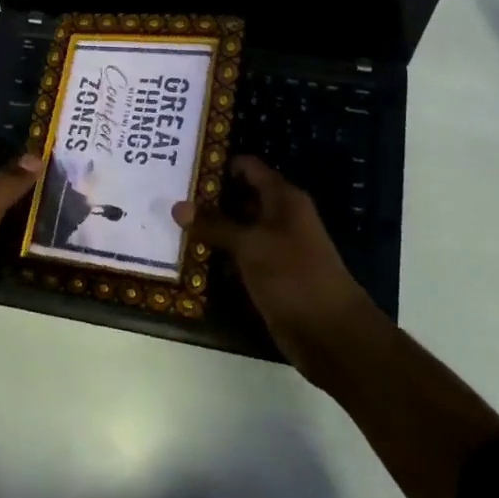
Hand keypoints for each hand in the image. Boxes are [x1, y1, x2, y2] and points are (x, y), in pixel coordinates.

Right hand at [173, 157, 381, 379]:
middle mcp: (279, 217)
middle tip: (167, 194)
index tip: (184, 164)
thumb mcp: (251, 245)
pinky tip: (188, 254)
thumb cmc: (294, 276)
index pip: (248, 167)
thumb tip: (178, 206)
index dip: (219, 164)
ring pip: (236, 228)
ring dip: (209, 228)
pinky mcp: (268, 275)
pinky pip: (237, 256)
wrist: (331, 334)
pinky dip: (217, 254)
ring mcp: (274, 247)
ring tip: (169, 222)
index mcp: (283, 199)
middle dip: (207, 197)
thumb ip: (215, 224)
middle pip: (239, 197)